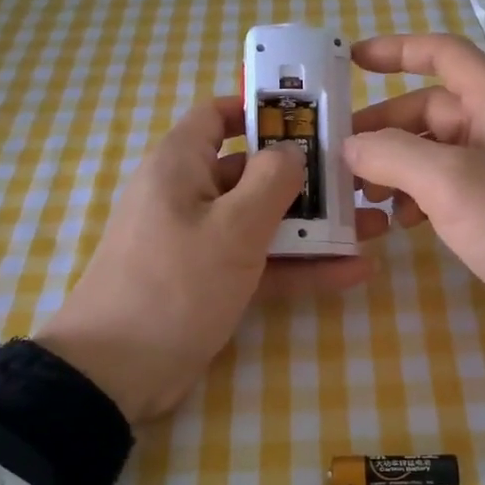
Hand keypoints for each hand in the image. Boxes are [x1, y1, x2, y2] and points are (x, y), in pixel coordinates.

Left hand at [34, 97, 385, 420]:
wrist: (115, 373)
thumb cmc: (175, 284)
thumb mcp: (232, 228)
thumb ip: (271, 181)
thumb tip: (292, 152)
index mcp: (180, 165)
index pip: (217, 116)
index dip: (260, 110)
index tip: (312, 118)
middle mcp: (189, 195)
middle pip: (252, 171)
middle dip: (306, 176)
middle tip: (359, 180)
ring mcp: (200, 242)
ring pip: (262, 221)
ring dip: (313, 225)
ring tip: (370, 227)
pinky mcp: (210, 282)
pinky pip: (260, 263)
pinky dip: (299, 266)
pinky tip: (352, 271)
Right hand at [345, 34, 484, 351]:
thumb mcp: (451, 180)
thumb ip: (393, 154)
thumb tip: (351, 146)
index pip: (442, 54)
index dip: (396, 50)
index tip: (349, 60)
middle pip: (425, 110)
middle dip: (381, 130)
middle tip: (337, 156)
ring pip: (428, 154)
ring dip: (392, 170)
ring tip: (361, 198)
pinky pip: (440, 190)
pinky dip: (412, 199)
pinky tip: (394, 223)